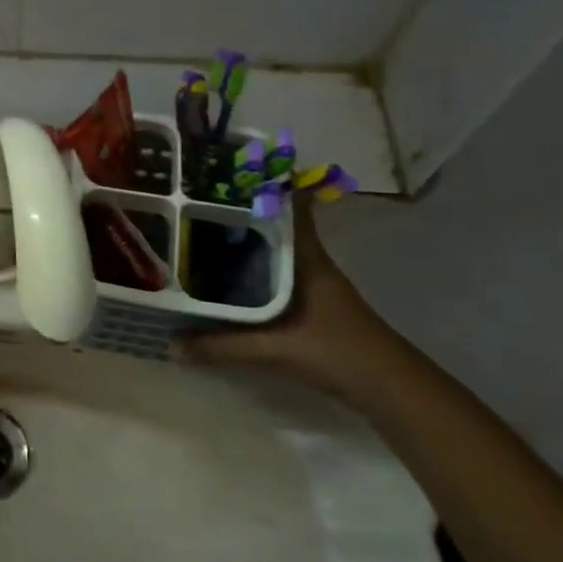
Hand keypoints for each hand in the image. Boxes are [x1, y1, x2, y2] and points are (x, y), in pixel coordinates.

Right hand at [174, 197, 411, 404]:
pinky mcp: (310, 306)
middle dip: (239, 214)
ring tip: (199, 236)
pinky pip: (273, 276)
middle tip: (195, 203)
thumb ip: (222, 347)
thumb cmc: (337, 353)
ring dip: (244, 244)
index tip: (231, 171)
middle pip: (273, 227)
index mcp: (306, 258)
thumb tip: (172, 344)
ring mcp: (312, 284)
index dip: (266, 185)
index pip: (290, 207)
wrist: (391, 390)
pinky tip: (225, 280)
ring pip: (272, 252)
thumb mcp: (274, 349)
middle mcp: (309, 263)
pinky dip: (250, 272)